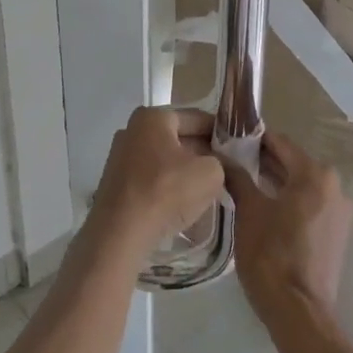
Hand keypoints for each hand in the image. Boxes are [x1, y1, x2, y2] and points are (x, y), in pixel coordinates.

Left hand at [91, 107, 226, 254]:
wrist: (119, 235)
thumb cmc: (166, 192)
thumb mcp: (210, 173)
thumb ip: (221, 162)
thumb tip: (218, 164)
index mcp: (153, 117)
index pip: (197, 118)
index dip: (220, 133)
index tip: (237, 149)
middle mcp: (132, 130)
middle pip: (179, 138)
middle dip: (203, 154)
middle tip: (226, 171)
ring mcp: (120, 157)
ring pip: (165, 160)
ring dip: (185, 173)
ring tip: (207, 191)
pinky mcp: (116, 184)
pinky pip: (151, 179)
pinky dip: (167, 188)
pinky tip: (182, 205)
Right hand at [224, 130, 352, 328]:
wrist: (299, 313)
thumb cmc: (271, 255)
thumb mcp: (249, 211)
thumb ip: (237, 177)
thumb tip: (221, 156)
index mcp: (315, 174)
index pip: (280, 143)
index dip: (254, 139)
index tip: (230, 138)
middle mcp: (334, 186)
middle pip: (293, 163)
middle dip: (264, 161)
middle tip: (232, 161)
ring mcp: (340, 211)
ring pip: (302, 185)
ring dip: (276, 182)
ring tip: (244, 183)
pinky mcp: (337, 233)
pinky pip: (310, 205)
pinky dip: (290, 201)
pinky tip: (265, 208)